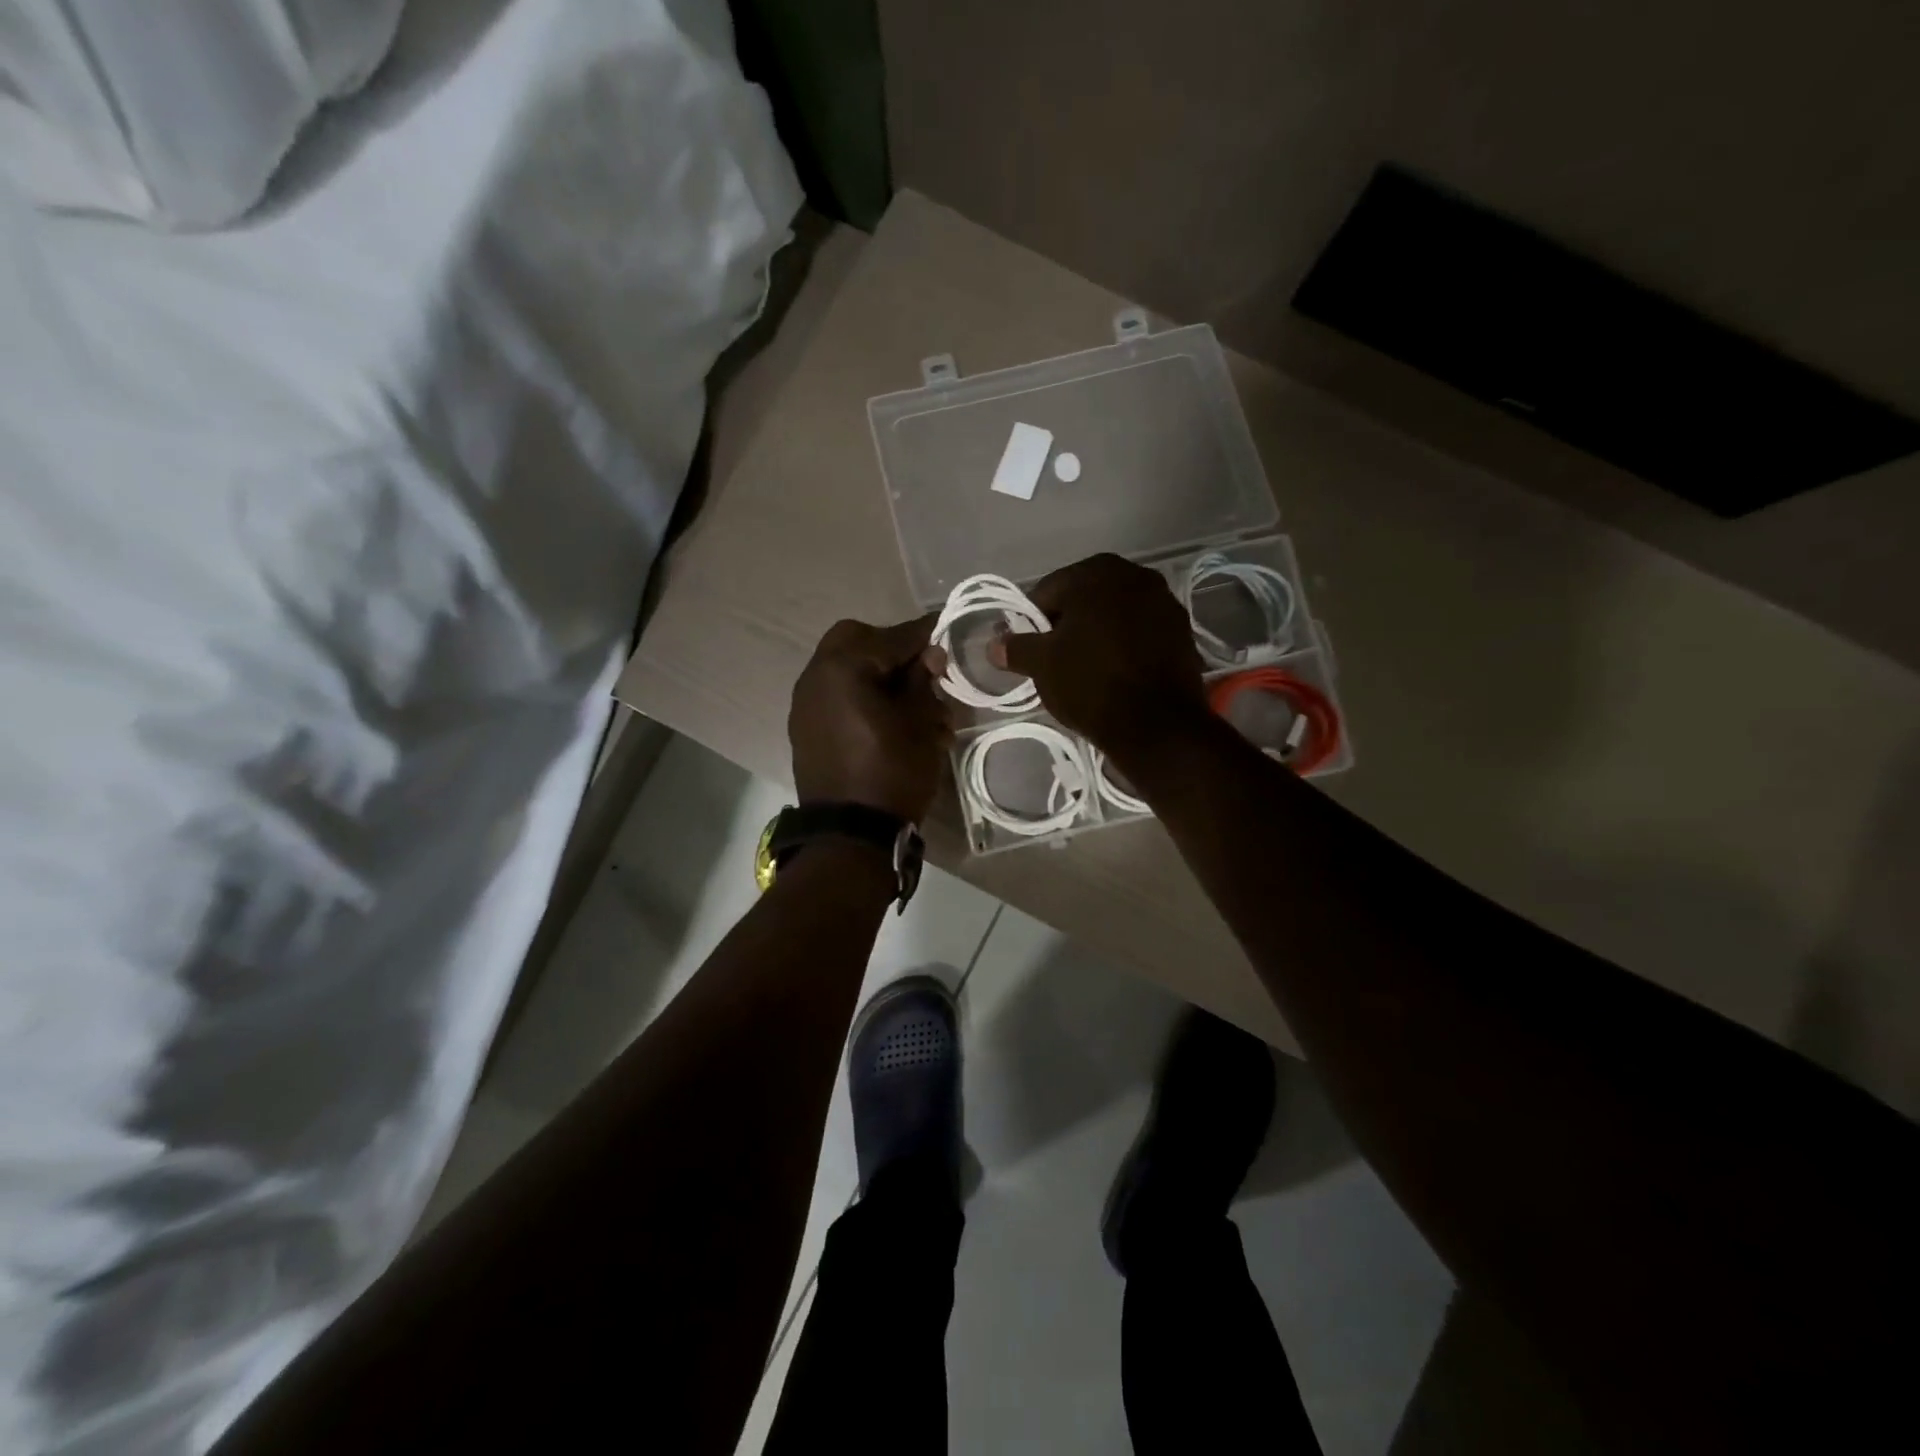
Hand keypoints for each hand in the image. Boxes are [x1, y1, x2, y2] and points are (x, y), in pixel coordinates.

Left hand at [789, 615, 951, 822]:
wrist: (851, 835)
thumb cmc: (892, 772)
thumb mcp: (920, 723)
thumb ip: (922, 680)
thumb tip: (929, 655)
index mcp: (842, 667)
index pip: (892, 637)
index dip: (924, 634)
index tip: (946, 630)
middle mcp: (815, 677)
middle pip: (856, 642)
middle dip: (890, 649)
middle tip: (921, 669)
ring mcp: (805, 705)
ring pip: (844, 669)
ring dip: (876, 675)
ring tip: (911, 703)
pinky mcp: (805, 730)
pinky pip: (836, 697)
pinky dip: (860, 697)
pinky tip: (887, 720)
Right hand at [988, 553, 1207, 762]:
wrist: (1156, 724)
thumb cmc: (1090, 684)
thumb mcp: (1041, 665)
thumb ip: (1015, 648)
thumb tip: (994, 645)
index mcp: (1096, 572)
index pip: (1048, 592)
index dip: (1033, 623)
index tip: (1032, 652)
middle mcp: (1134, 574)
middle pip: (1084, 599)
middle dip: (1068, 626)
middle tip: (1058, 662)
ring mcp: (1164, 601)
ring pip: (1115, 615)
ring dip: (1098, 634)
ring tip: (1088, 669)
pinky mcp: (1182, 630)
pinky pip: (1140, 632)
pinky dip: (1126, 645)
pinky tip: (1118, 673)